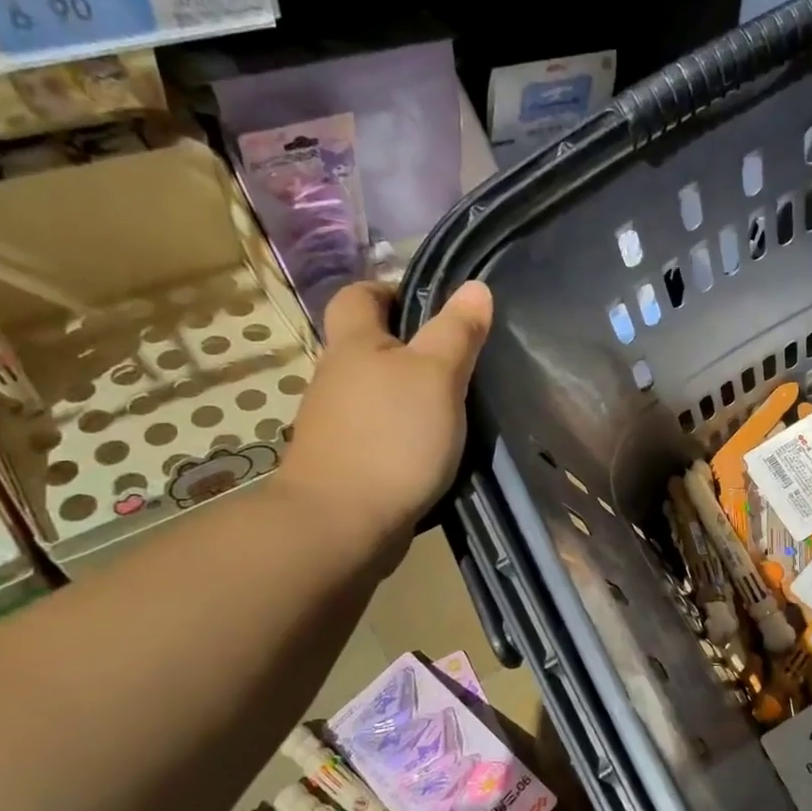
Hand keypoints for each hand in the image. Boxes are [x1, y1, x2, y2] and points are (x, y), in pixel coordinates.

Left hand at [276, 280, 492, 551]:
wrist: (341, 524)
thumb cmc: (393, 436)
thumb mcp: (438, 375)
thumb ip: (457, 331)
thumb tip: (475, 286)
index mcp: (354, 345)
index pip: (359, 295)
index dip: (391, 290)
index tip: (433, 307)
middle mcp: (336, 377)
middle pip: (370, 346)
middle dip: (410, 348)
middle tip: (460, 360)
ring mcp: (336, 423)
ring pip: (376, 392)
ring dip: (409, 394)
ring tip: (456, 407)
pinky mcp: (346, 462)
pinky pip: (379, 431)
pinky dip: (404, 433)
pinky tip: (434, 448)